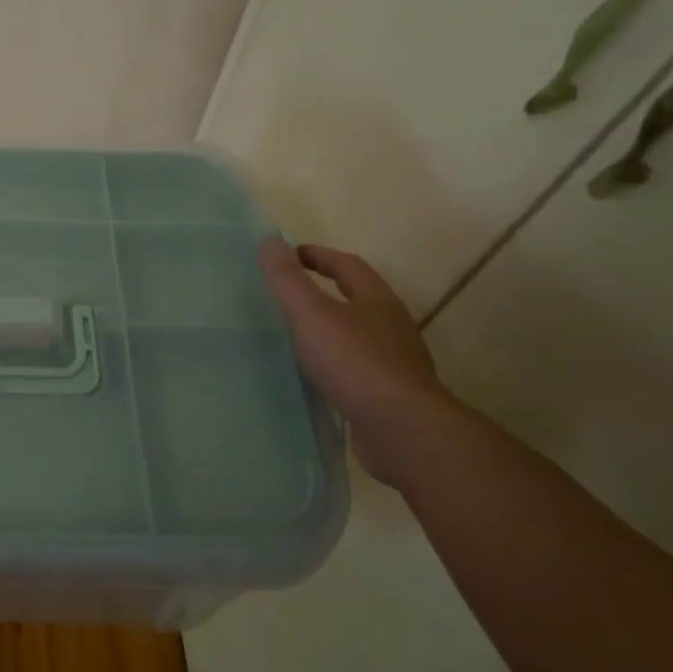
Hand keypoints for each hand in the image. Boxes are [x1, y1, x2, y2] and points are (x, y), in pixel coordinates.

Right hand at [259, 238, 457, 485]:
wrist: (403, 431)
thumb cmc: (356, 362)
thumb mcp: (312, 314)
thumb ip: (288, 279)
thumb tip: (270, 240)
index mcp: (377, 301)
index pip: (348, 265)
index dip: (318, 256)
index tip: (289, 255)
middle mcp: (391, 327)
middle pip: (357, 299)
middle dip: (325, 291)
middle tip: (287, 293)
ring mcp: (394, 363)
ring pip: (357, 335)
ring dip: (329, 330)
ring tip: (294, 334)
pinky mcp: (389, 396)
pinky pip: (356, 369)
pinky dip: (333, 364)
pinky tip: (313, 375)